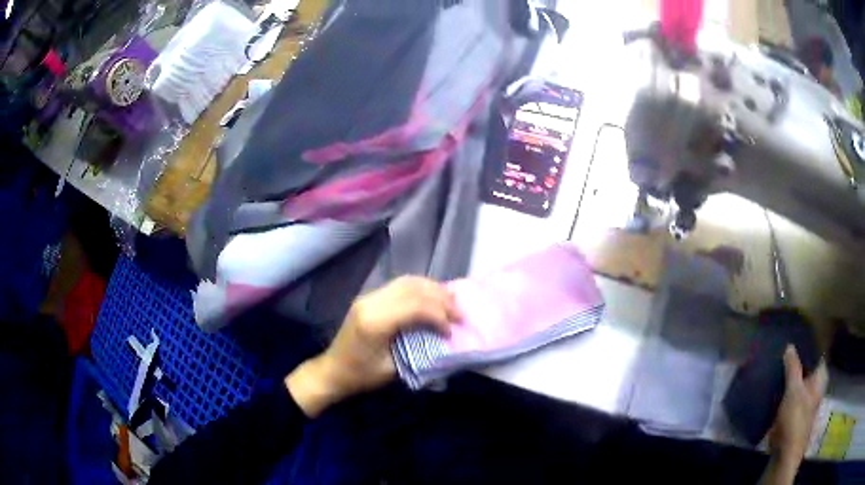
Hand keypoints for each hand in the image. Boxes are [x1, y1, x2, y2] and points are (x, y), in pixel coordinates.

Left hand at [285, 276, 461, 416]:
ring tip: (451, 303)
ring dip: (432, 289)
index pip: (415, 306)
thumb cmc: (361, 376)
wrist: (332, 370)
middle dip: (441, 299)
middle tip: (460, 314)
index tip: (451, 332)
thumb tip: (445, 342)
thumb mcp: (392, 370)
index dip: (439, 316)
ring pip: (407, 281)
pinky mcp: (369, 297)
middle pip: (413, 289)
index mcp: (375, 322)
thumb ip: (419, 351)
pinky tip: (433, 299)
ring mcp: (369, 296)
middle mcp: (371, 302)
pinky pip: (400, 285)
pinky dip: (420, 289)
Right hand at [767, 345, 825, 473]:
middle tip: (784, 352)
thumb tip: (790, 346)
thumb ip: (793, 368)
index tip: (796, 340)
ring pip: (798, 385)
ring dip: (790, 379)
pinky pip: (790, 398)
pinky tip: (775, 390)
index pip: (817, 356)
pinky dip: (784, 393)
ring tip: (778, 368)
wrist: (785, 453)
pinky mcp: (793, 416)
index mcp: (819, 379)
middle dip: (797, 363)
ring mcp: (804, 404)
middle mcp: (814, 389)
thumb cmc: (795, 419)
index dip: (808, 348)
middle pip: (807, 371)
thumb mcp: (793, 390)